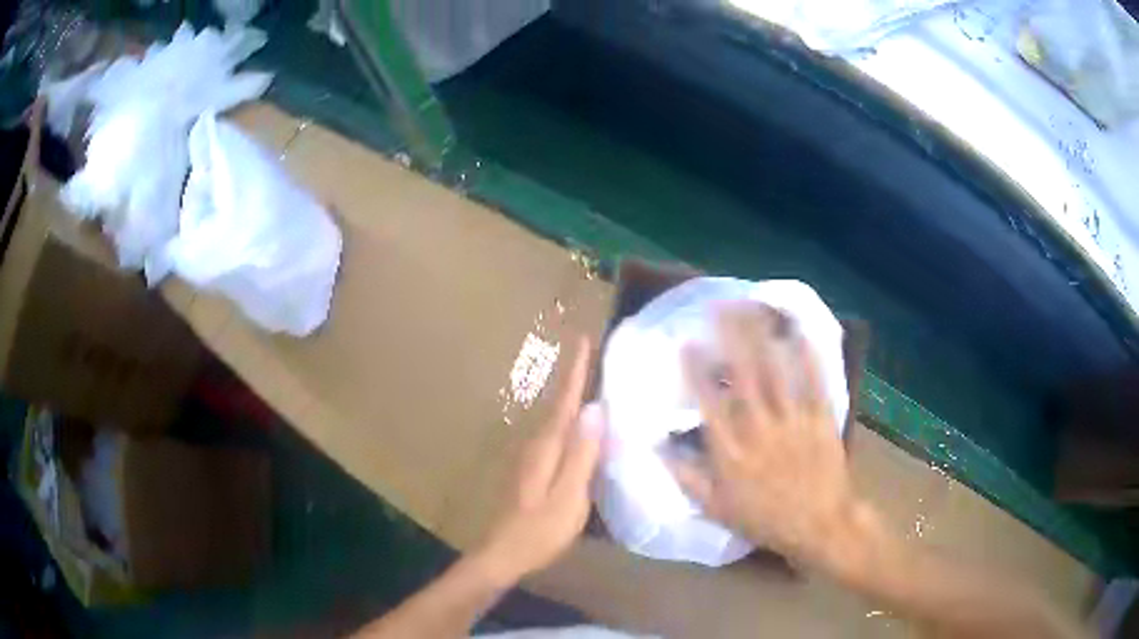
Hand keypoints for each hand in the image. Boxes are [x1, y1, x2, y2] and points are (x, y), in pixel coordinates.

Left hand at [474, 337, 603, 585]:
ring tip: (589, 378)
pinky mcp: (532, 470)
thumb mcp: (569, 496)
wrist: (503, 554)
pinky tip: (578, 425)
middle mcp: (536, 444)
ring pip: (555, 418)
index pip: (565, 401)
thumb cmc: (540, 530)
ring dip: (569, 396)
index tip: (583, 339)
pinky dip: (568, 421)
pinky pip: (555, 435)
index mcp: (547, 447)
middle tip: (591, 351)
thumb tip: (595, 408)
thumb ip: (582, 454)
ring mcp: (531, 458)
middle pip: (558, 404)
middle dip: (573, 376)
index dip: (575, 370)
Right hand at [670, 302, 863, 569]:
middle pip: (743, 375)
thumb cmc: (765, 519)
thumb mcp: (716, 509)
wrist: (818, 526)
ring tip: (754, 307)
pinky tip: (799, 330)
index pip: (708, 403)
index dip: (696, 371)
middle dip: (731, 336)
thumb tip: (656, 448)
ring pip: (776, 371)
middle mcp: (759, 430)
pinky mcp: (820, 418)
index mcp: (731, 452)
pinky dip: (807, 354)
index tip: (687, 343)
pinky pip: (814, 381)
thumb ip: (686, 477)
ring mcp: (792, 421)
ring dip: (763, 336)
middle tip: (721, 306)